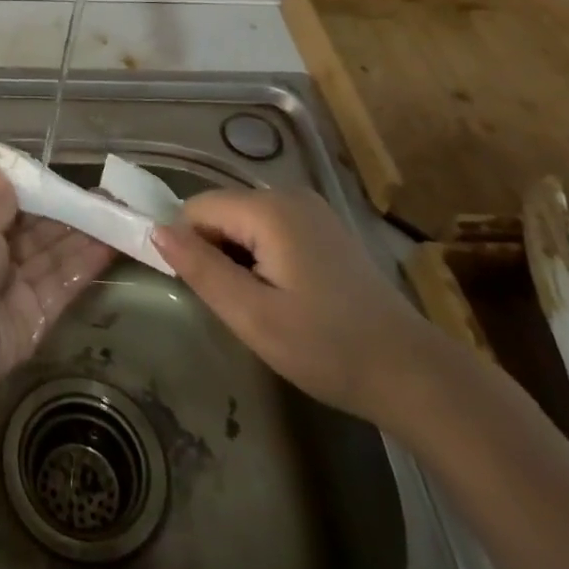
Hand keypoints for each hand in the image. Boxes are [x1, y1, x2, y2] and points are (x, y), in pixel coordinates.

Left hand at [0, 171, 114, 390]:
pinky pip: (64, 285)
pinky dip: (86, 265)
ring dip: (85, 237)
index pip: (12, 215)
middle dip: (70, 217)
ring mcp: (19, 292)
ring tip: (118, 214)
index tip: (69, 185)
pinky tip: (111, 244)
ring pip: (56, 259)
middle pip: (39, 237)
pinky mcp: (39, 318)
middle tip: (106, 198)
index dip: (41, 200)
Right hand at [151, 187, 439, 424]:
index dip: (190, 248)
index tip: (208, 292)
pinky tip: (288, 297)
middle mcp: (288, 194)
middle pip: (221, 212)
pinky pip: (270, 229)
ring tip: (265, 306)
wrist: (413, 374)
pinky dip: (263, 257)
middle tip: (240, 306)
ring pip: (243, 222)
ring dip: (239, 259)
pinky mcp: (324, 228)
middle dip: (216, 254)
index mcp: (268, 209)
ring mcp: (311, 209)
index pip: (196, 209)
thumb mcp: (252, 315)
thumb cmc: (327, 347)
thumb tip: (155, 230)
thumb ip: (200, 268)